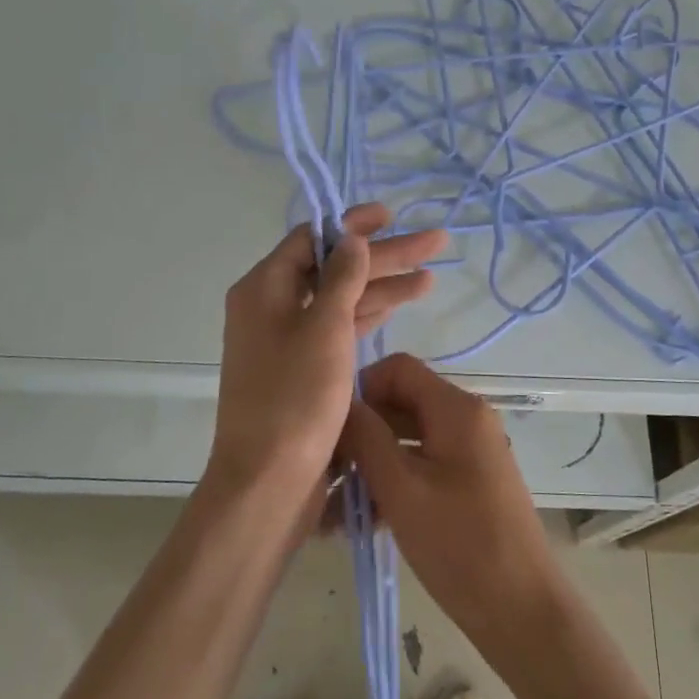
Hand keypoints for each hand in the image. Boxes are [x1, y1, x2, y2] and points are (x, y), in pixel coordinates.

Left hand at [209, 206, 447, 510]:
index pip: (311, 238)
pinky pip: (340, 329)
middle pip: (333, 268)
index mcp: (264, 289)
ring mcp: (289, 341)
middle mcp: (272, 308)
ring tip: (431, 275)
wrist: (268, 483)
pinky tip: (402, 305)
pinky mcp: (305, 370)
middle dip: (384, 256)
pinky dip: (370, 317)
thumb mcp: (323, 329)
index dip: (352, 224)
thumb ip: (341, 278)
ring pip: (341, 300)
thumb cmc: (294, 399)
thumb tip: (351, 238)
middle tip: (434, 242)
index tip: (390, 215)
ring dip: (384, 287)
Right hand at [341, 354, 566, 655]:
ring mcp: (469, 452)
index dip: (361, 387)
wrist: (521, 610)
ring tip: (329, 510)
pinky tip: (356, 523)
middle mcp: (466, 419)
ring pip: (407, 440)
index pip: (399, 368)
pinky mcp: (467, 483)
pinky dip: (391, 485)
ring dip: (369, 466)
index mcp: (457, 409)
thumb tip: (341, 405)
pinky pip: (421, 467)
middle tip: (322, 473)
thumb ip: (367, 439)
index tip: (330, 425)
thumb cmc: (460, 544)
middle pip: (401, 404)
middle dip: (360, 434)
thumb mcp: (402, 489)